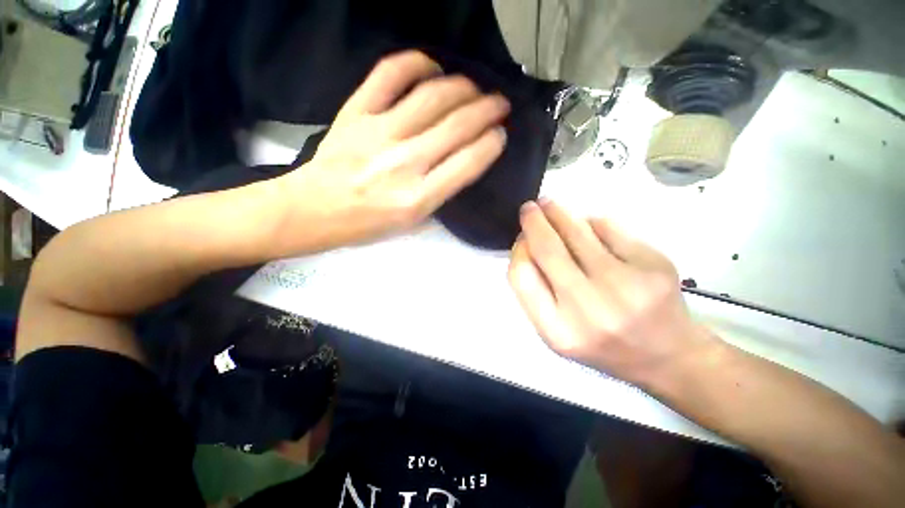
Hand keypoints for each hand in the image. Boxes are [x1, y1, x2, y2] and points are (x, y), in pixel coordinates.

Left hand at [276, 50, 508, 251]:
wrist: (314, 210)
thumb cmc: (368, 224)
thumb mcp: (412, 223)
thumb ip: (441, 193)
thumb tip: (464, 159)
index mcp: (419, 198)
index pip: (468, 163)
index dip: (491, 143)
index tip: (500, 134)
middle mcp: (405, 164)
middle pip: (457, 126)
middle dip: (488, 110)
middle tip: (500, 104)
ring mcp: (379, 134)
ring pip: (432, 97)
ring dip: (463, 87)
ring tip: (475, 89)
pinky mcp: (356, 113)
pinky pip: (389, 74)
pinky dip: (416, 63)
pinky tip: (432, 67)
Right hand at [508, 199, 718, 387]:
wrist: (668, 356)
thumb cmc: (603, 344)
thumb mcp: (557, 332)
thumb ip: (535, 293)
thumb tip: (527, 243)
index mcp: (558, 330)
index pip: (521, 276)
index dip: (517, 251)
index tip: (521, 239)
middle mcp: (588, 308)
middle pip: (547, 248)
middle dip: (533, 222)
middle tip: (529, 208)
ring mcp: (624, 284)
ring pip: (578, 231)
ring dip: (558, 213)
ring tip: (549, 204)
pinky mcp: (653, 265)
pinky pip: (609, 228)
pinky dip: (593, 222)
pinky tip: (589, 226)